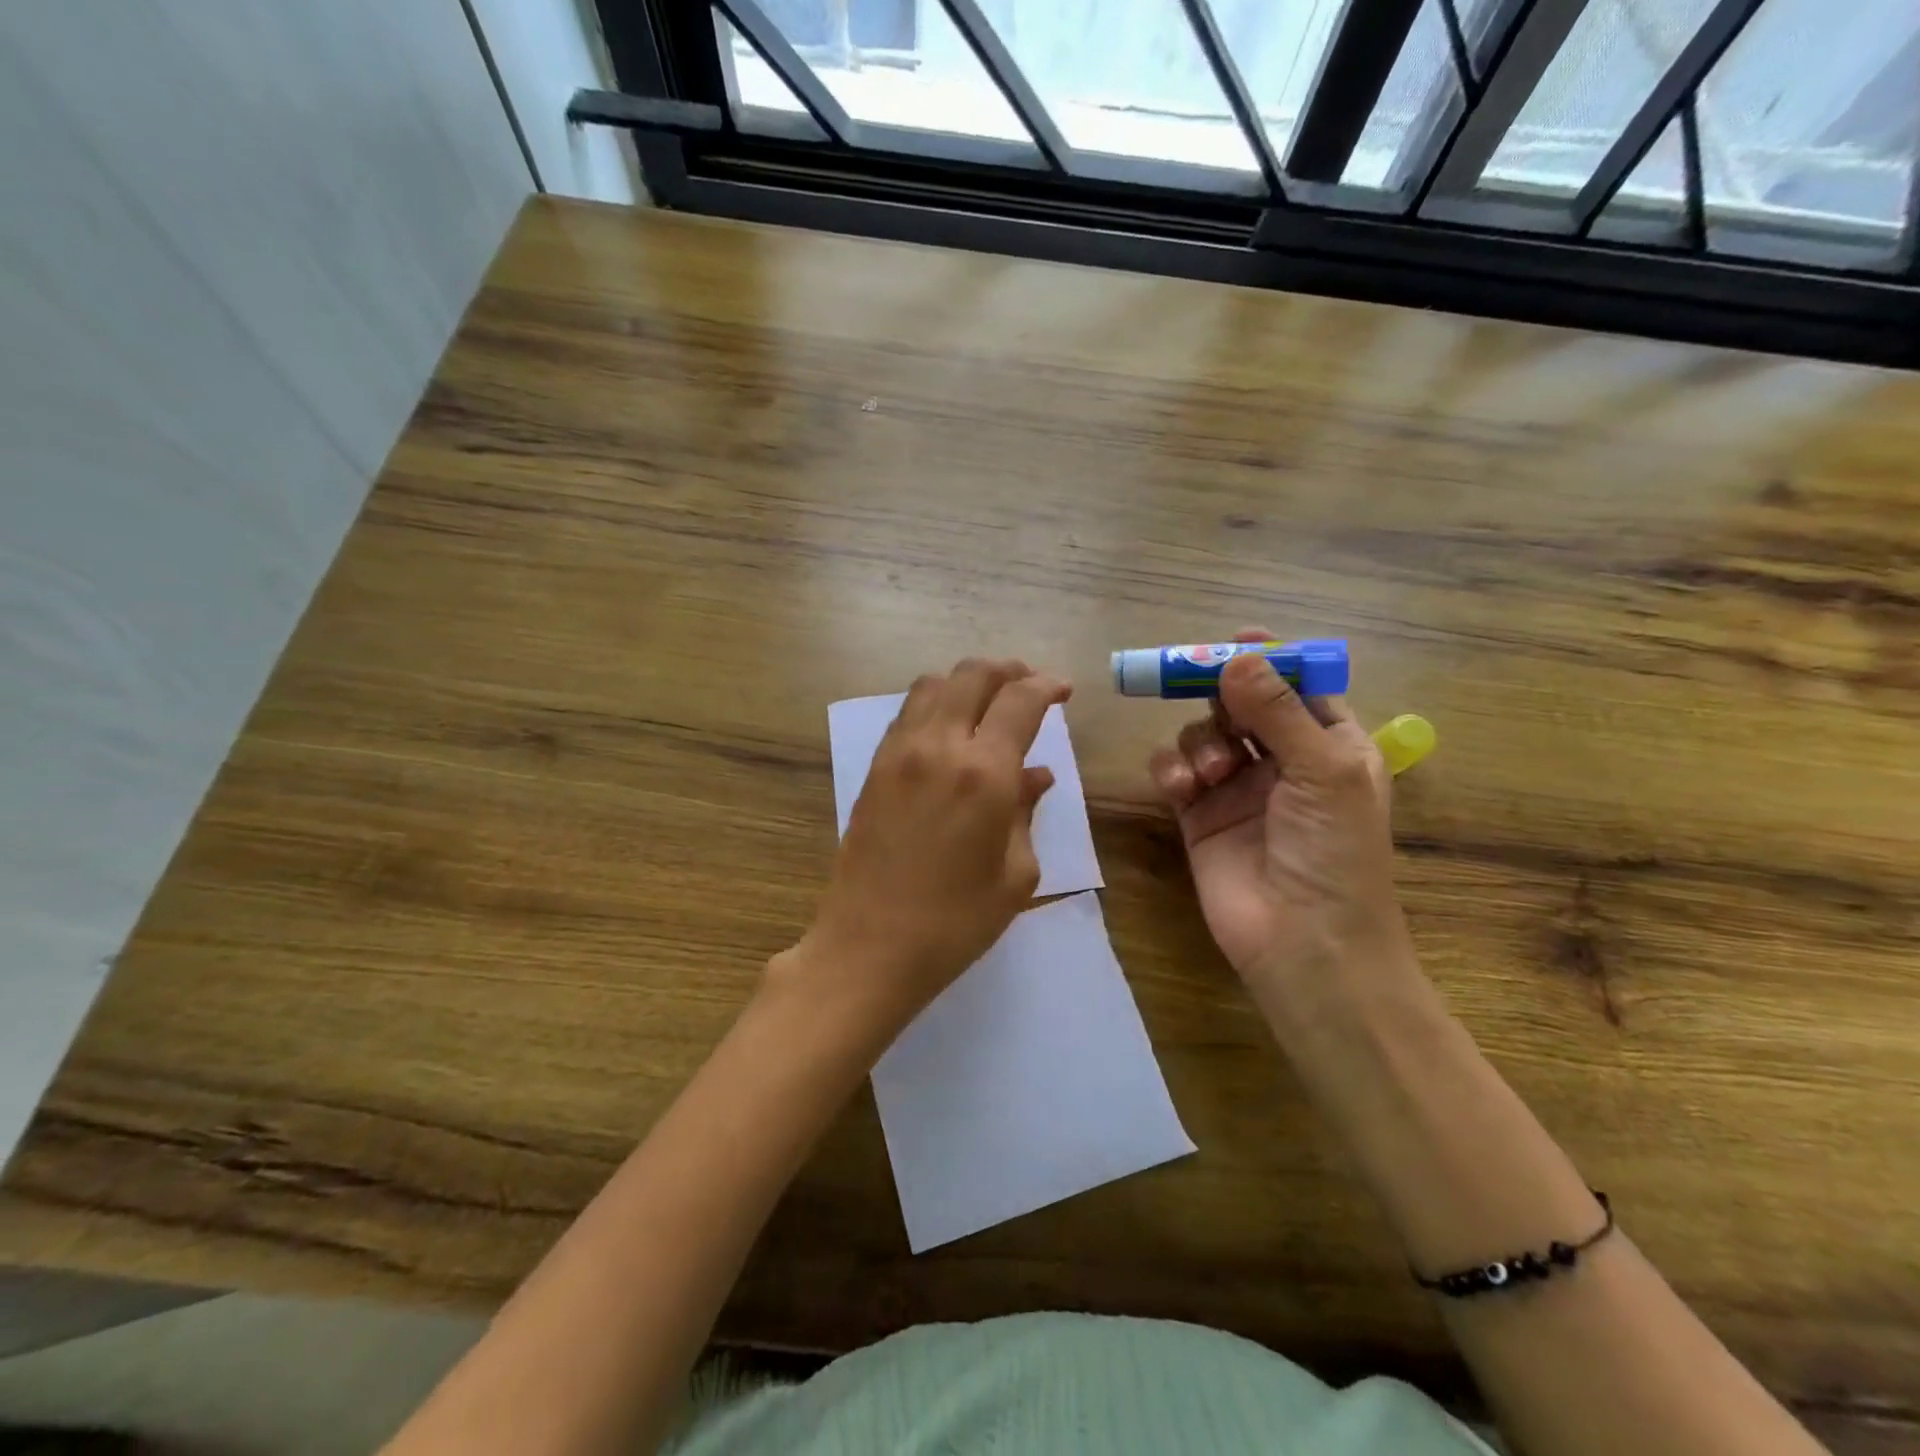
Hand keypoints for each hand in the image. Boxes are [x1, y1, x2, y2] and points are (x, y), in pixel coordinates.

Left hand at [784, 658, 1069, 1033]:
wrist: (868, 947)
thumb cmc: (955, 922)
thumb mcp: (1015, 874)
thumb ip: (1027, 813)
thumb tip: (1036, 776)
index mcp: (984, 773)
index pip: (1020, 701)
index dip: (1047, 686)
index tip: (1063, 690)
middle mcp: (939, 747)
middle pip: (972, 676)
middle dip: (1007, 670)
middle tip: (1028, 684)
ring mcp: (899, 754)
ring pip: (932, 686)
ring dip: (966, 682)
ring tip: (988, 700)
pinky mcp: (874, 769)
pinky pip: (907, 714)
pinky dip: (934, 704)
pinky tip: (949, 728)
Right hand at [1148, 628, 1405, 1009]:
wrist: (1303, 942)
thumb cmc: (1334, 853)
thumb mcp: (1322, 771)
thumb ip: (1278, 710)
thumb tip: (1237, 654)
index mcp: (1331, 745)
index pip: (1299, 686)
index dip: (1270, 661)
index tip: (1235, 641)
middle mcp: (1284, 760)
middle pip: (1243, 703)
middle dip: (1222, 694)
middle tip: (1194, 680)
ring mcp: (1238, 787)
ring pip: (1205, 732)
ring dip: (1201, 741)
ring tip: (1212, 773)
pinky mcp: (1198, 814)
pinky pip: (1176, 770)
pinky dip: (1173, 769)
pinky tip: (1182, 788)